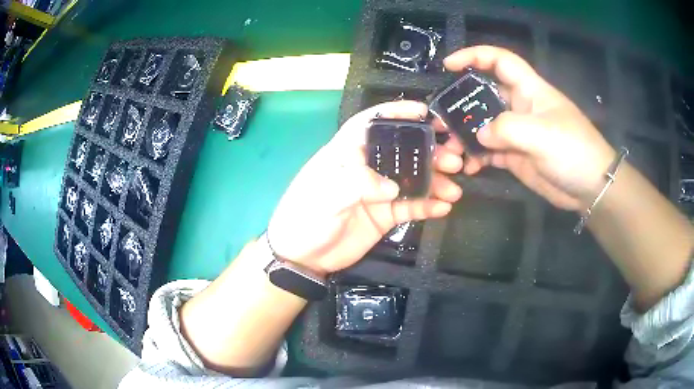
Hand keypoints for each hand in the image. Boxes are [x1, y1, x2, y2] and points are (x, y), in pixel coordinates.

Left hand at [267, 101, 463, 274]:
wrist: (302, 256)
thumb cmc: (305, 217)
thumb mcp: (325, 196)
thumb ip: (357, 185)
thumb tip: (393, 187)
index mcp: (346, 154)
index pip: (371, 124)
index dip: (396, 113)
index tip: (424, 111)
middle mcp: (366, 169)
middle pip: (402, 152)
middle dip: (429, 151)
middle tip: (454, 157)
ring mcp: (378, 192)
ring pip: (412, 180)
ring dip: (435, 181)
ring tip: (455, 187)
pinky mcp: (385, 215)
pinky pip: (411, 208)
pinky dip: (428, 206)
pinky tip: (444, 206)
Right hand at [445, 46, 615, 210]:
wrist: (590, 188)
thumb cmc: (573, 151)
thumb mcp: (542, 134)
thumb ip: (507, 129)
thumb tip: (480, 135)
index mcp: (529, 89)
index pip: (500, 61)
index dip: (474, 56)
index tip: (449, 65)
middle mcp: (520, 107)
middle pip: (485, 95)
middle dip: (461, 104)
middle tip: (440, 119)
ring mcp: (518, 133)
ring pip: (485, 126)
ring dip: (466, 134)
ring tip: (450, 148)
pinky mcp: (517, 156)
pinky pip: (490, 152)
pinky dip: (477, 157)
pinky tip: (468, 166)